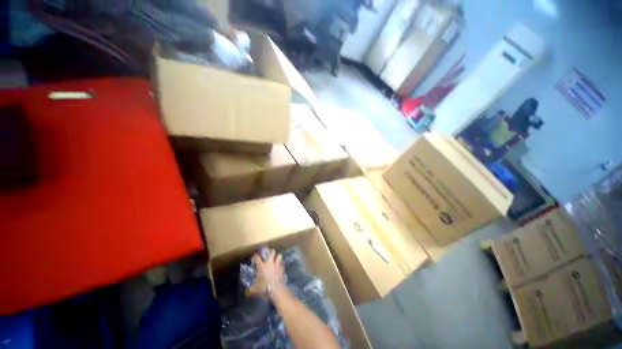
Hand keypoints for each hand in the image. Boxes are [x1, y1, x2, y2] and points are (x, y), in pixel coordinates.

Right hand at [246, 249, 283, 297]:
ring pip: (279, 256)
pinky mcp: (282, 269)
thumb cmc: (264, 287)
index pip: (257, 258)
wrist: (276, 289)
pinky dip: (281, 265)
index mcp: (262, 266)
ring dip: (278, 257)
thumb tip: (246, 292)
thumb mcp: (254, 290)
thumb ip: (249, 290)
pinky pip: (282, 264)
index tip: (254, 257)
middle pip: (272, 252)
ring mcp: (277, 265)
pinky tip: (280, 267)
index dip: (255, 256)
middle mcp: (270, 263)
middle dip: (271, 252)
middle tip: (270, 254)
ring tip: (277, 259)